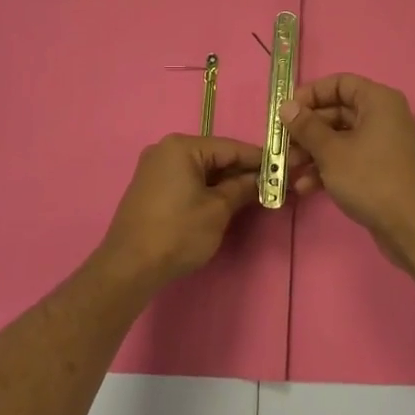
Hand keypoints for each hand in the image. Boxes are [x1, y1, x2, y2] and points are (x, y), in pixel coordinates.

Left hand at [99, 134, 264, 285]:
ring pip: (201, 169)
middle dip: (242, 171)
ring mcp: (154, 169)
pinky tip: (224, 202)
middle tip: (273, 183)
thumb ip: (242, 189)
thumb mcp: (217, 210)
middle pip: (215, 156)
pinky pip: (186, 180)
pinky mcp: (150, 188)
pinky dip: (206, 189)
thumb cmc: (177, 233)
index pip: (231, 147)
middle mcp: (165, 150)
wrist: (128, 268)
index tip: (285, 166)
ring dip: (225, 182)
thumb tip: (262, 180)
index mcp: (182, 147)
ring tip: (253, 195)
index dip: (259, 159)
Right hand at [281, 74, 414, 267]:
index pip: (339, 84)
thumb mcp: (331, 151)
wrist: (411, 227)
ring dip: (312, 152)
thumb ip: (306, 126)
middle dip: (306, 130)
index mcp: (378, 101)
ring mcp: (383, 144)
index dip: (311, 94)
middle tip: (281, 145)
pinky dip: (328, 168)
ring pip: (340, 138)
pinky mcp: (381, 169)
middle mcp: (383, 116)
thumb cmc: (370, 179)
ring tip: (287, 169)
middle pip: (337, 112)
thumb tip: (286, 106)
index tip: (286, 112)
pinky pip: (349, 159)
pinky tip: (305, 188)